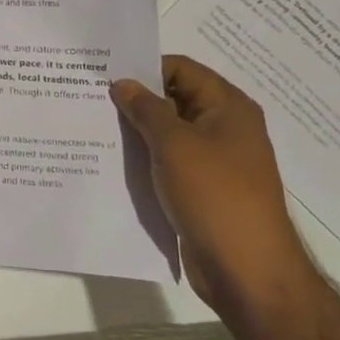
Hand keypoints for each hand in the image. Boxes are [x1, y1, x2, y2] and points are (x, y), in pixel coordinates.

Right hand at [110, 55, 315, 317]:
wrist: (247, 272)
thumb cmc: (215, 195)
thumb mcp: (174, 144)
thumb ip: (145, 108)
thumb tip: (123, 83)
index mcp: (228, 107)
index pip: (181, 68)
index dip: (145, 67)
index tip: (105, 74)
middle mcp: (225, 127)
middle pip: (174, 98)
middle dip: (136, 99)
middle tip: (92, 97)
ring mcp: (215, 160)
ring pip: (169, 132)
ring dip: (138, 130)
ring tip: (95, 125)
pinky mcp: (203, 188)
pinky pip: (169, 161)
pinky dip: (146, 157)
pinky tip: (114, 159)